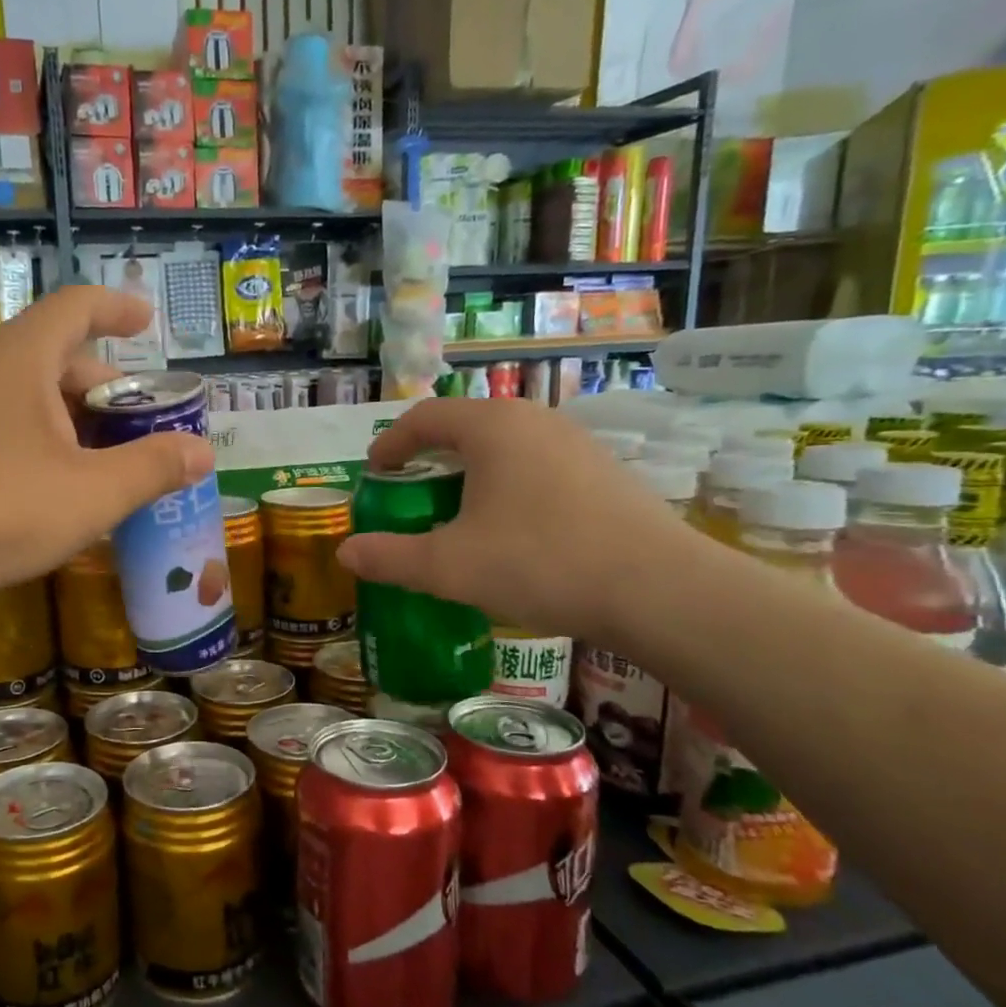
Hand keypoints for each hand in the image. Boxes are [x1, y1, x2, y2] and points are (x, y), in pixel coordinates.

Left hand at [0, 285, 213, 610]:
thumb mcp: (93, 493)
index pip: (78, 307)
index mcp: (24, 359)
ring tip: (115, 462)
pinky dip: (50, 441)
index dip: (117, 308)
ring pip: (36, 396)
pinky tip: (65, 487)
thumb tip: (203, 452)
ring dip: (81, 421)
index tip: (148, 322)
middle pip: (61, 357)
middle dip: (110, 387)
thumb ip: (153, 468)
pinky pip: (12, 424)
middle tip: (146, 426)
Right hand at [336, 399, 704, 642]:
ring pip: (506, 445)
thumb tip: (346, 553)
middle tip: (410, 492)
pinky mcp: (605, 471)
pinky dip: (508, 484)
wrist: (659, 589)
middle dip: (429, 457)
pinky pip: (538, 465)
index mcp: (492, 427)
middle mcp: (535, 420)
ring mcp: (577, 443)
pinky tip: (513, 528)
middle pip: (466, 425)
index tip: (375, 473)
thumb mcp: (449, 566)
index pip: (425, 416)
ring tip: (458, 511)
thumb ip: (390, 557)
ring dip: (470, 471)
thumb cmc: (540, 563)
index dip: (391, 443)